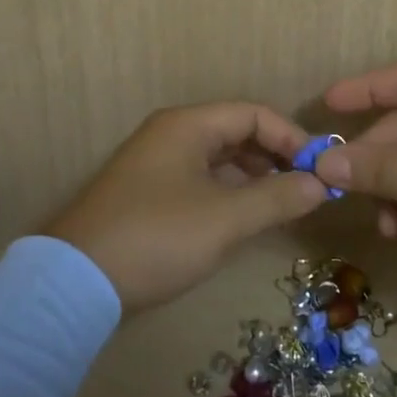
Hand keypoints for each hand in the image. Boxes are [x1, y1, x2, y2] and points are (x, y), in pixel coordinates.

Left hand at [44, 103, 329, 312]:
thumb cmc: (157, 237)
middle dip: (276, 157)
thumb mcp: (225, 219)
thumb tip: (320, 184)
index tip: (320, 169)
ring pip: (220, 159)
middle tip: (308, 188)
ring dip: (255, 177)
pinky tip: (247, 219)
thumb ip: (277, 197)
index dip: (292, 137)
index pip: (254, 114)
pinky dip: (230, 193)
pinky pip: (202, 181)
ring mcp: (157, 165)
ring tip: (285, 205)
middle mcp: (172, 135)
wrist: (75, 282)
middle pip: (237, 133)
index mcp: (188, 125)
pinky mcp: (149, 195)